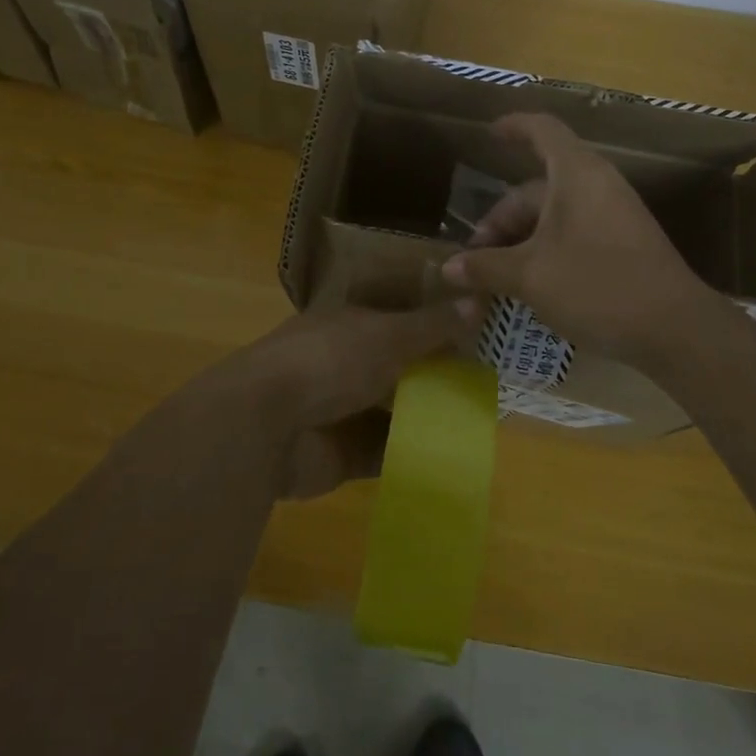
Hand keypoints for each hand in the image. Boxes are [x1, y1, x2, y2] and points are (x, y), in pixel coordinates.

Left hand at [220, 304, 466, 499]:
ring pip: (394, 410)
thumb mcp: (387, 335)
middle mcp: (346, 362)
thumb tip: (479, 299)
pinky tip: (452, 456)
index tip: (481, 334)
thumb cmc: (328, 361)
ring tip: (480, 420)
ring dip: (428, 415)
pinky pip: (385, 453)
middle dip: (438, 373)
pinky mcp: (342, 455)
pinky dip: (412, 455)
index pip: (400, 319)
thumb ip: (433, 325)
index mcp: (350, 324)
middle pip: (400, 366)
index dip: (436, 324)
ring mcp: (342, 410)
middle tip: (490, 382)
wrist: (265, 425)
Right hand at [440, 113, 738, 375]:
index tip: (490, 134)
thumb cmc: (597, 285)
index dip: (514, 127)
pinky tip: (528, 289)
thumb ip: (486, 268)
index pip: (542, 130)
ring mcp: (612, 216)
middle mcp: (595, 186)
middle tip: (473, 261)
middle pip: (536, 190)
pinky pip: (572, 235)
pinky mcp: (622, 245)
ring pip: (552, 218)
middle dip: (499, 223)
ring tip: (494, 282)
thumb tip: (449, 268)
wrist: (676, 330)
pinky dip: (544, 253)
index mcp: (576, 174)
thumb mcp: (531, 276)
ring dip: (518, 245)